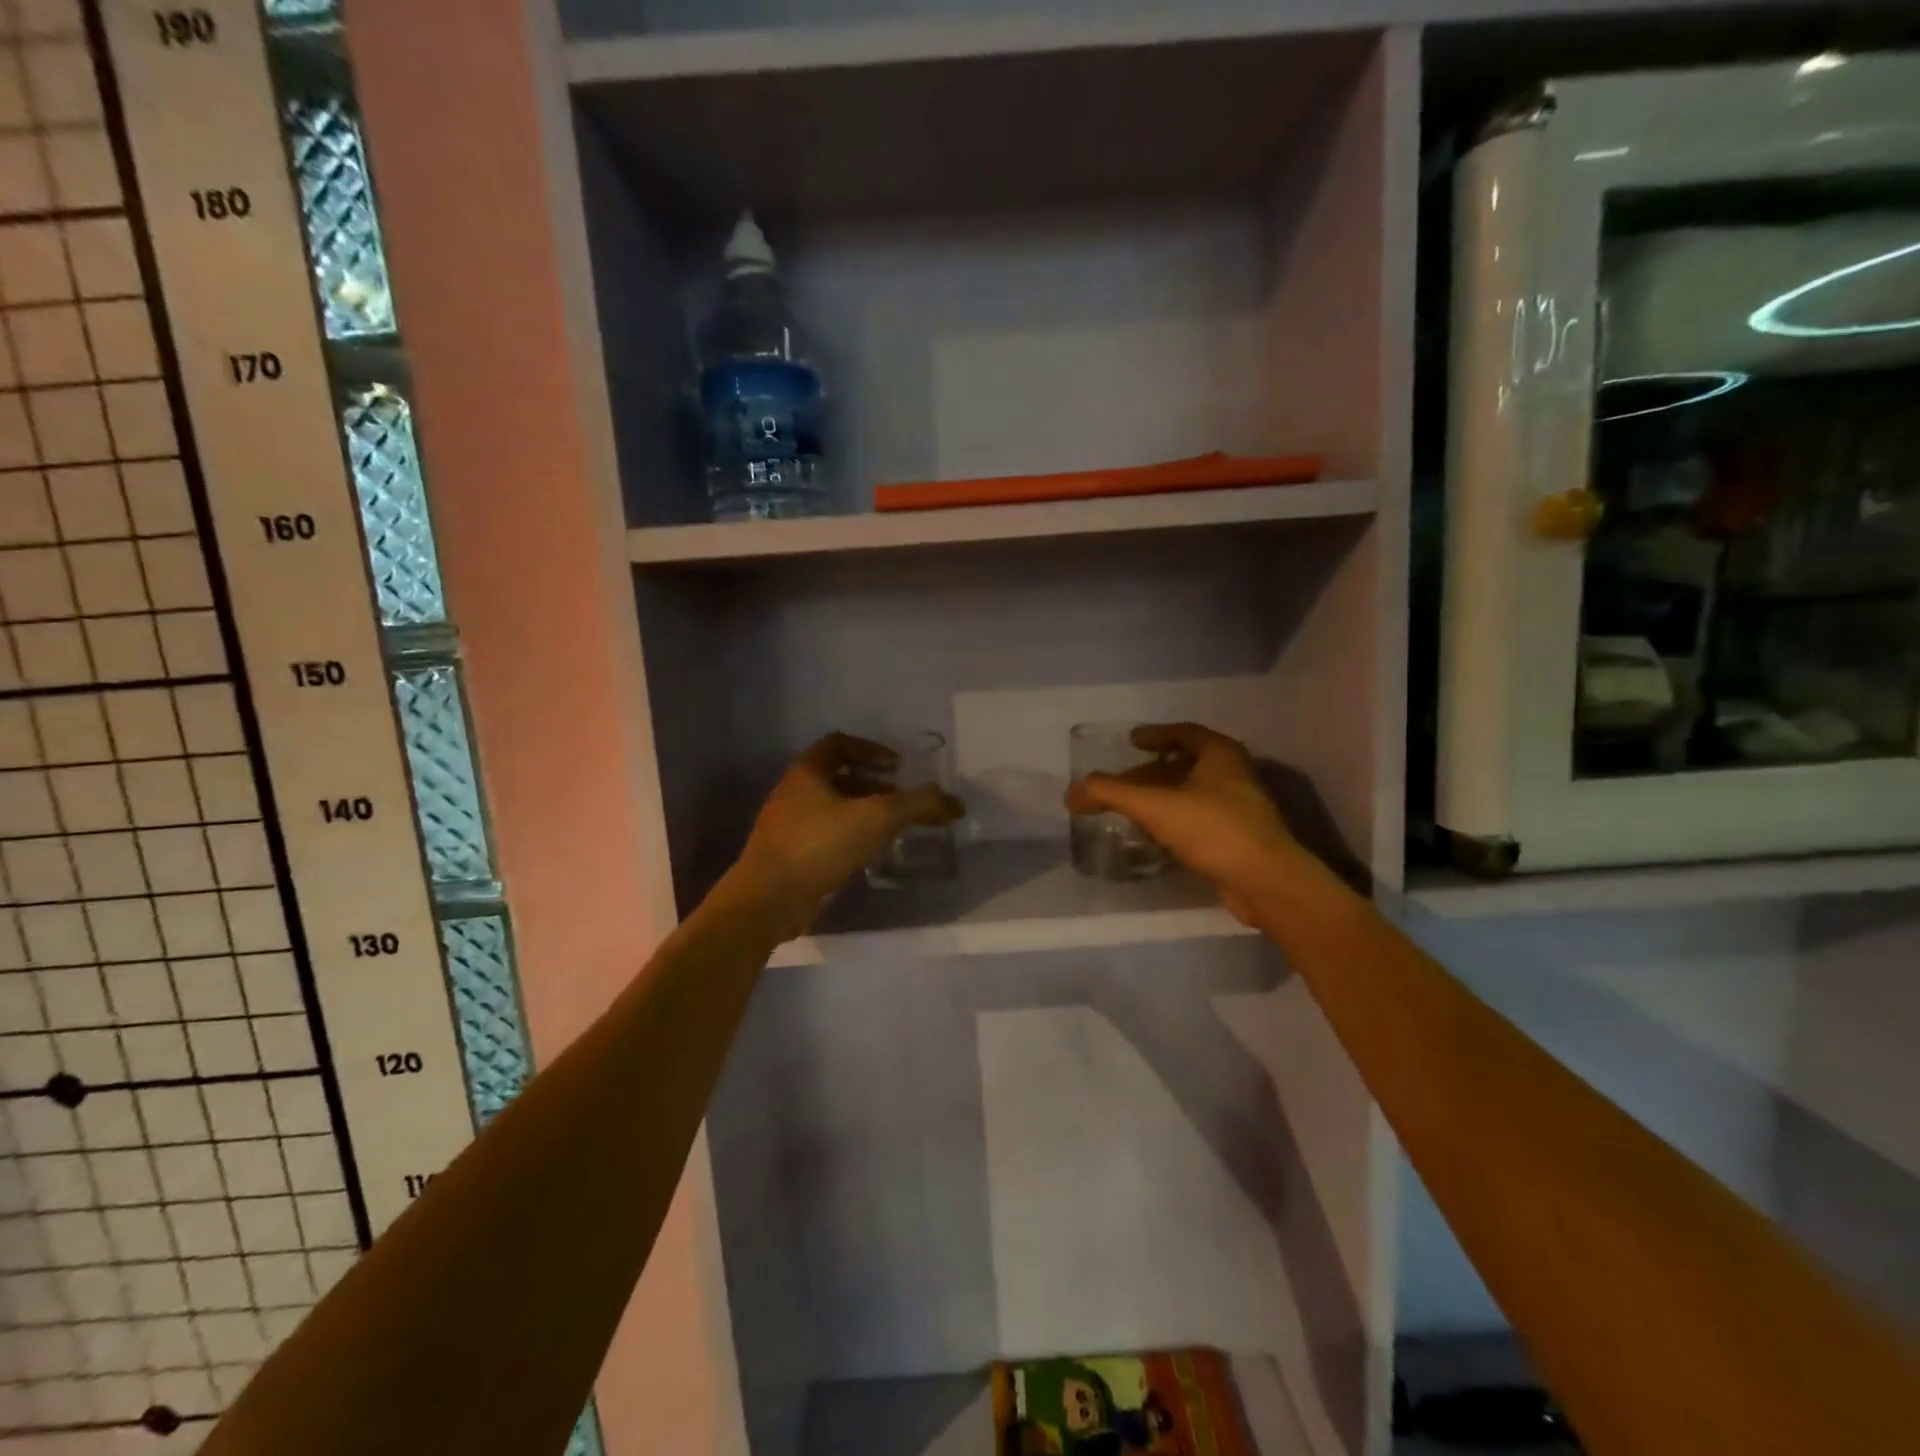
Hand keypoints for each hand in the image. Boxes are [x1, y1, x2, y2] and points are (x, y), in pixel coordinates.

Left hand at [733, 733, 963, 938]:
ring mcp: (787, 826)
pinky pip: (825, 837)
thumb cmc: (820, 845)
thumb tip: (956, 803)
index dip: (871, 749)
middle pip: (837, 777)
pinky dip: (850, 838)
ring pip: (832, 809)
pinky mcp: (789, 857)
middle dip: (873, 785)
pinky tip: (869, 856)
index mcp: (807, 772)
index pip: (839, 743)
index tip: (898, 766)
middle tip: (901, 800)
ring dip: (862, 813)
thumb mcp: (877, 818)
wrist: (768, 901)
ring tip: (892, 829)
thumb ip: (919, 805)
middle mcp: (793, 792)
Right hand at [1066, 722, 1298, 924]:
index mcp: (1220, 754)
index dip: (1155, 734)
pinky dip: (1171, 820)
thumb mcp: (1154, 806)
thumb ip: (1110, 793)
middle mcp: (1233, 774)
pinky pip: (1196, 819)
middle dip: (1150, 771)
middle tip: (1121, 781)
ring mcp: (1238, 808)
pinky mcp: (1236, 838)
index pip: (1183, 732)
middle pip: (1184, 764)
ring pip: (1190, 793)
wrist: (1265, 882)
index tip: (1131, 741)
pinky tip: (1151, 835)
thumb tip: (1071, 791)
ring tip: (1129, 808)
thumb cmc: (1213, 829)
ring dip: (1160, 797)